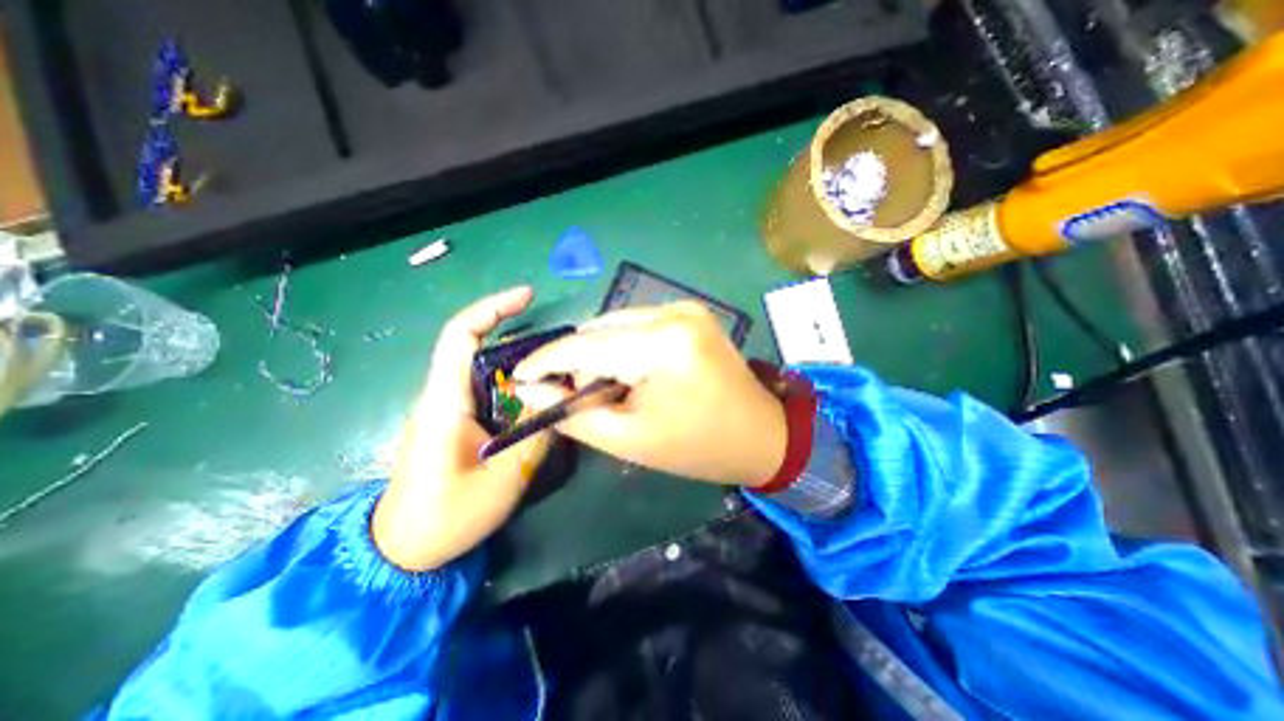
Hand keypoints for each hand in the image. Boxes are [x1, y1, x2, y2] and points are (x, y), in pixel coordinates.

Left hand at [372, 289, 551, 573]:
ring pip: (489, 373)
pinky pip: (490, 393)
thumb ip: (534, 438)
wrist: (402, 551)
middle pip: (481, 349)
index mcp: (444, 401)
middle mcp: (443, 396)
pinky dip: (517, 390)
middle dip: (522, 342)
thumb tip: (559, 403)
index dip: (492, 308)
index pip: (460, 336)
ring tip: (558, 377)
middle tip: (562, 352)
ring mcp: (449, 409)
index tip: (527, 296)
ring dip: (522, 368)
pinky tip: (538, 403)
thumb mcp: (501, 481)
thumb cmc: (444, 519)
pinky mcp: (456, 423)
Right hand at [512, 302, 781, 487]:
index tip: (518, 376)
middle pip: (600, 330)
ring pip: (617, 324)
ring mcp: (685, 308)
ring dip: (601, 354)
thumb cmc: (697, 447)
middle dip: (578, 361)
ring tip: (607, 389)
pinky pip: (638, 325)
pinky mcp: (691, 312)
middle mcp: (674, 312)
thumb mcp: (628, 438)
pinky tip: (630, 373)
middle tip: (572, 395)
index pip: (585, 344)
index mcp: (663, 344)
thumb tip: (530, 387)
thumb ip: (573, 412)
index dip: (546, 360)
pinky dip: (623, 347)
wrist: (761, 434)